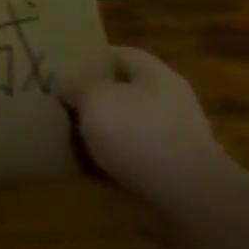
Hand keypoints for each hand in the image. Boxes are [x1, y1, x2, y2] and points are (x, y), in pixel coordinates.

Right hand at [55, 46, 227, 200]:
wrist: (187, 194)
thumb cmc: (139, 133)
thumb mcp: (94, 99)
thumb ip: (75, 85)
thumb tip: (63, 80)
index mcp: (155, 74)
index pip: (120, 54)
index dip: (91, 57)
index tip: (63, 66)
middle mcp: (169, 100)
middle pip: (125, 90)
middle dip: (94, 96)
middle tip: (61, 101)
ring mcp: (174, 137)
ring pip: (128, 125)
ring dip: (103, 131)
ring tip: (69, 135)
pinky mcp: (172, 169)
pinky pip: (133, 157)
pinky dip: (112, 160)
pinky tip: (88, 167)